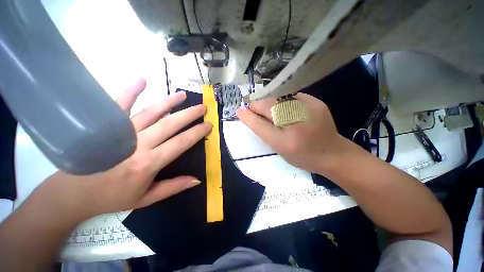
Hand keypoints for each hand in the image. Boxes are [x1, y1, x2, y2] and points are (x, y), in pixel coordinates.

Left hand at [38, 79, 211, 217]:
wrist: (73, 194)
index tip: (208, 125)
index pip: (181, 143)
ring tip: (183, 95)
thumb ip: (173, 187)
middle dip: (190, 114)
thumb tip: (196, 179)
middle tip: (202, 107)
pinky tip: (142, 80)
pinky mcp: (105, 125)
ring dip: (169, 102)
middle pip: (170, 124)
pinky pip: (119, 105)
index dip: (197, 132)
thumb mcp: (146, 198)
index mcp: (149, 162)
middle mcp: (138, 144)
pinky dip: (131, 91)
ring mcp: (121, 132)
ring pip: (150, 112)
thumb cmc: (112, 197)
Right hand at [236, 93, 349, 173]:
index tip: (239, 111)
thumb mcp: (280, 149)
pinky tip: (282, 107)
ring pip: (278, 100)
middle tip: (252, 108)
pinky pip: (291, 97)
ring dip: (269, 103)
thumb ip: (265, 132)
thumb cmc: (302, 156)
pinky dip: (282, 101)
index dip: (248, 117)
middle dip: (257, 106)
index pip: (260, 125)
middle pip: (269, 107)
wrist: (333, 154)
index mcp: (286, 141)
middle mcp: (297, 123)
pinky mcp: (316, 102)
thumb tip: (251, 116)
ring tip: (266, 108)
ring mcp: (308, 110)